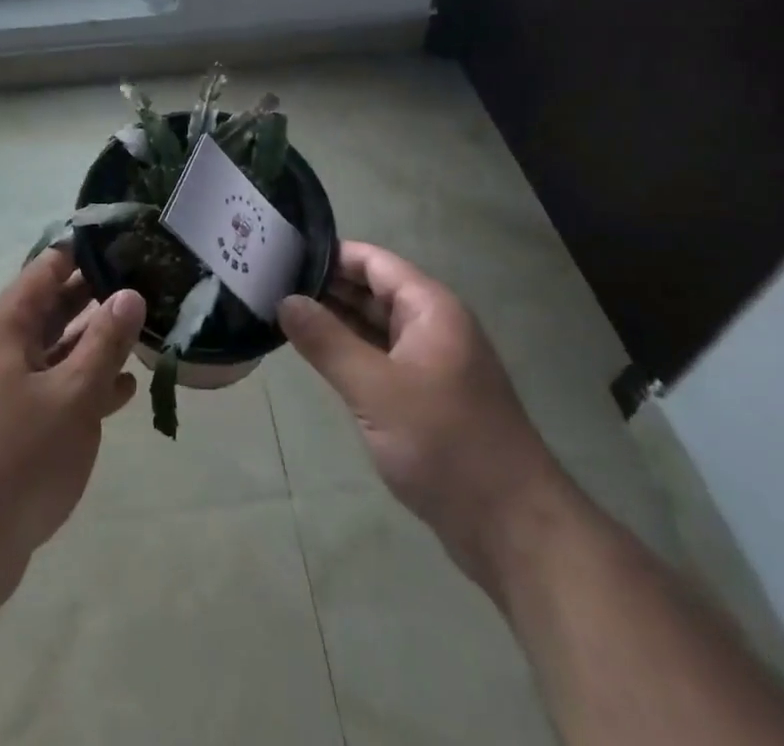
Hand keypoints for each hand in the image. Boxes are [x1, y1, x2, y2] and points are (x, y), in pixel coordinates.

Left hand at [0, 248, 144, 579]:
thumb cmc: (19, 459)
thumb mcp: (74, 395)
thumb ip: (105, 342)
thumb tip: (130, 293)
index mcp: (7, 328)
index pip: (47, 268)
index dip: (84, 250)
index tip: (126, 240)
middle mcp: (3, 349)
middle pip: (54, 306)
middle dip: (97, 293)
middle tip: (147, 281)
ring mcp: (6, 388)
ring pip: (58, 348)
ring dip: (96, 340)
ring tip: (145, 329)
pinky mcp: (14, 425)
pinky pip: (55, 387)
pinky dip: (87, 382)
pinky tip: (124, 389)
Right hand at [279, 241, 563, 588]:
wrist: (514, 529)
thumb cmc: (446, 445)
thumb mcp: (376, 389)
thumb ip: (327, 342)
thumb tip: (284, 300)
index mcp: (430, 308)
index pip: (373, 261)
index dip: (329, 254)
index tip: (281, 254)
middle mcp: (433, 326)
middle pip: (373, 290)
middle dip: (326, 286)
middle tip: (269, 283)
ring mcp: (431, 362)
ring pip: (375, 326)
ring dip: (334, 320)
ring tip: (280, 312)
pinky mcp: (427, 397)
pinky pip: (381, 358)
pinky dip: (350, 352)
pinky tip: (315, 355)